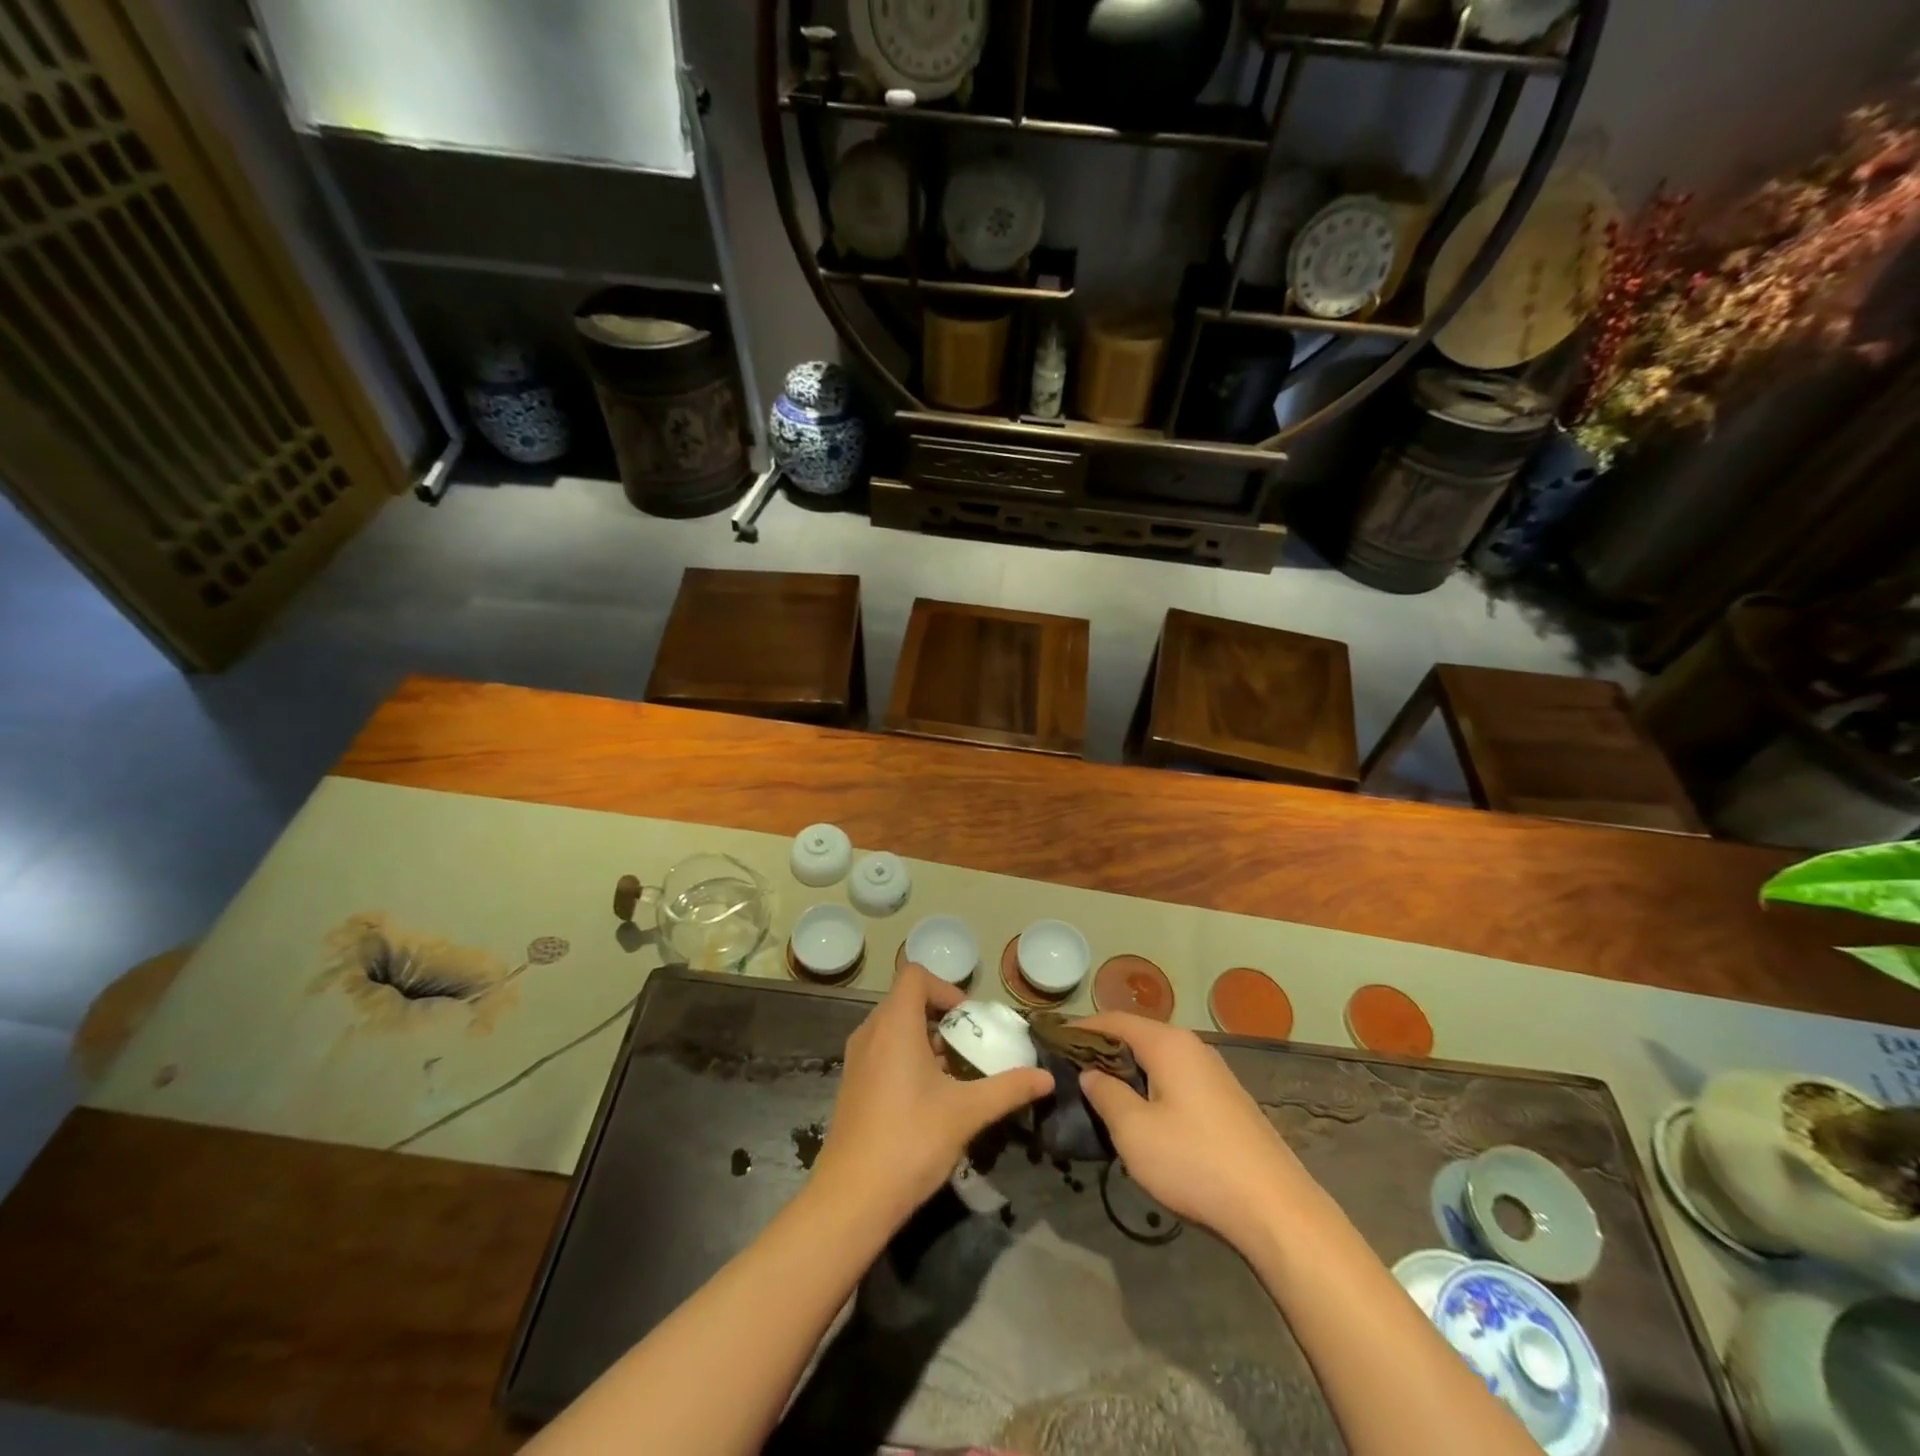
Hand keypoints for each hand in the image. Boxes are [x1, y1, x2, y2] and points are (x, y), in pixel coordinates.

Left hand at [813, 965, 1053, 1223]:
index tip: (970, 1020)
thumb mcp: (967, 1113)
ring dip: (928, 1040)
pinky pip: (884, 1052)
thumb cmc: (910, 1141)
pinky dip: (909, 1058)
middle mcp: (870, 1032)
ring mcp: (857, 1060)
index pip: (916, 976)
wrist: (851, 1200)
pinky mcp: (853, 1085)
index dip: (947, 989)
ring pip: (896, 1028)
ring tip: (958, 1073)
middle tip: (972, 1046)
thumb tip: (1047, 1078)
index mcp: (894, 1025)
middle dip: (943, 1017)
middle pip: (907, 1001)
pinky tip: (932, 1098)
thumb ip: (1008, 1089)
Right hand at [1076, 1013, 1309, 1248]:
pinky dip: (1150, 1084)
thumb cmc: (1195, 1162)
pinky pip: (1176, 1078)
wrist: (1275, 1210)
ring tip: (1099, 1092)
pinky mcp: (1225, 1100)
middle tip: (1070, 1070)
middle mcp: (1192, 1047)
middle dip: (1103, 1049)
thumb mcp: (1134, 1131)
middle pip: (1137, 1035)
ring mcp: (1213, 1073)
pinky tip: (1142, 1113)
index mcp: (1168, 1043)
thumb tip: (1091, 1074)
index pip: (1114, 1020)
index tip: (1052, 1041)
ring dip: (1127, 1069)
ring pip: (1158, 1058)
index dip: (1081, 1028)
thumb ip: (1106, 1094)